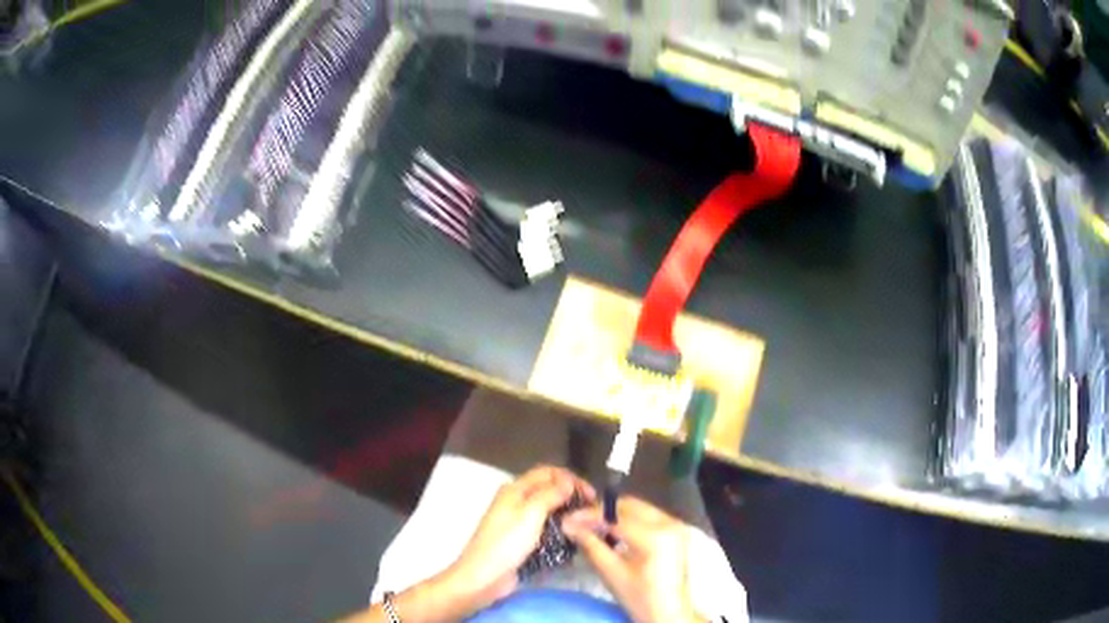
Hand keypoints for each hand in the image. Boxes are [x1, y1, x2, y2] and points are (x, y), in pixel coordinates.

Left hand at [439, 465, 595, 613]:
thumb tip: (568, 481)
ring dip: (568, 513)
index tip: (592, 495)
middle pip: (549, 490)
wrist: (484, 577)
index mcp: (515, 490)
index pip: (548, 473)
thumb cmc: (506, 543)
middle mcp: (517, 501)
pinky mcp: (523, 539)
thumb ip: (550, 494)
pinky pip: (546, 528)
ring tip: (587, 524)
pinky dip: (560, 528)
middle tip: (593, 510)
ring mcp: (519, 521)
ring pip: (549, 510)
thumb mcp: (530, 514)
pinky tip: (573, 536)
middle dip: (572, 496)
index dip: (571, 479)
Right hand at [562, 497, 700, 622]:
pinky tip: (613, 532)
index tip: (567, 519)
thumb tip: (569, 525)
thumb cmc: (639, 597)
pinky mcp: (676, 530)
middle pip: (629, 505)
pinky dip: (629, 520)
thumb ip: (591, 544)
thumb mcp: (611, 572)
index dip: (589, 515)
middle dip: (602, 511)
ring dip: (615, 514)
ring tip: (592, 526)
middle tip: (578, 521)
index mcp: (655, 536)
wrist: (668, 612)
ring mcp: (675, 525)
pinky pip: (648, 516)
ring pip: (639, 508)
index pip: (616, 516)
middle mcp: (669, 523)